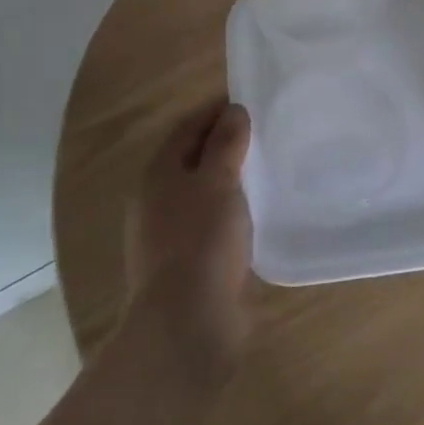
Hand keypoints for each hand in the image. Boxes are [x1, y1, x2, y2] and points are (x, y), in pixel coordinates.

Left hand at [127, 100, 254, 369]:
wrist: (187, 322)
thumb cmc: (201, 240)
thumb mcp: (218, 182)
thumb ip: (226, 144)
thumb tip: (233, 111)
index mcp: (157, 173)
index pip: (187, 128)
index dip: (215, 111)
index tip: (249, 102)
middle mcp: (157, 199)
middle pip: (192, 158)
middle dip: (223, 144)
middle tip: (264, 133)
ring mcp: (169, 233)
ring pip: (202, 192)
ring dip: (229, 178)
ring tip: (266, 169)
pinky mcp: (187, 262)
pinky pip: (211, 222)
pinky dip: (231, 209)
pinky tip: (256, 213)